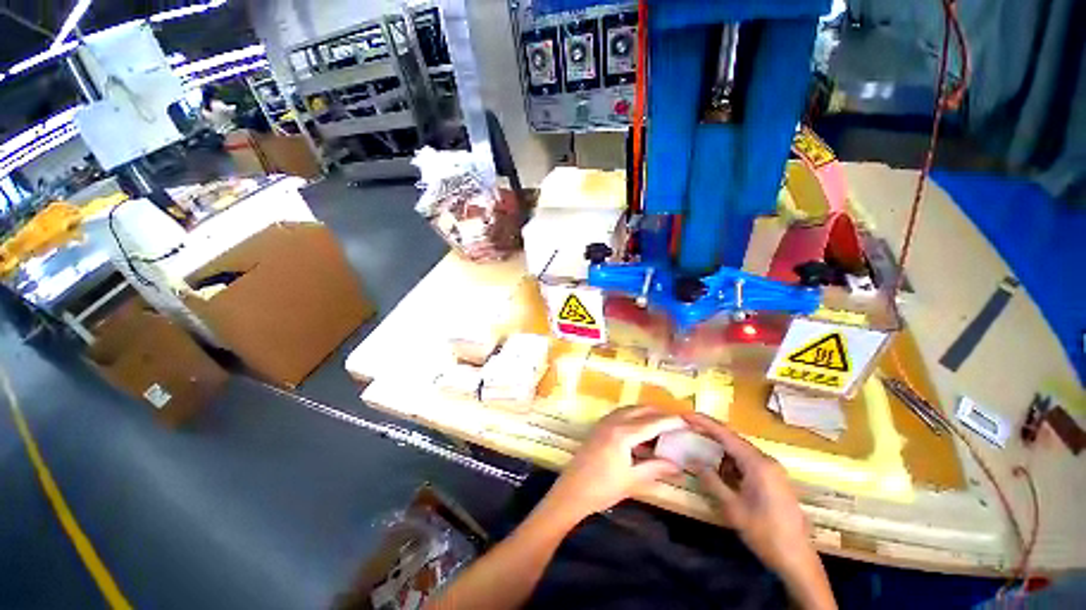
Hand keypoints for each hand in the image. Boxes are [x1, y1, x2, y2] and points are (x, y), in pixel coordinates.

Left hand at [540, 406, 684, 525]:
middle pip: (641, 409)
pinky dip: (633, 417)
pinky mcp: (598, 426)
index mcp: (623, 433)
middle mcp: (613, 421)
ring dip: (646, 413)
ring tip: (661, 425)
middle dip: (659, 413)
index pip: (653, 422)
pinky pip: (620, 414)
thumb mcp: (633, 480)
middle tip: (676, 423)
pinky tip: (640, 430)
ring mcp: (604, 422)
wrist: (572, 490)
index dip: (671, 421)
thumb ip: (656, 468)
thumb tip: (678, 464)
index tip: (687, 421)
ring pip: (630, 409)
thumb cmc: (603, 488)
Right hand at [683, 413, 813, 576]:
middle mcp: (766, 461)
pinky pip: (748, 462)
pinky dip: (731, 461)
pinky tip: (721, 469)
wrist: (797, 559)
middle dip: (710, 433)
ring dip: (720, 449)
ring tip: (700, 448)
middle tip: (689, 427)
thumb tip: (693, 461)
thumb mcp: (732, 508)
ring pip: (741, 451)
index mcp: (757, 464)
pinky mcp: (774, 479)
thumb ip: (711, 481)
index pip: (726, 435)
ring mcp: (772, 470)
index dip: (704, 423)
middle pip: (733, 439)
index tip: (685, 415)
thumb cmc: (764, 533)